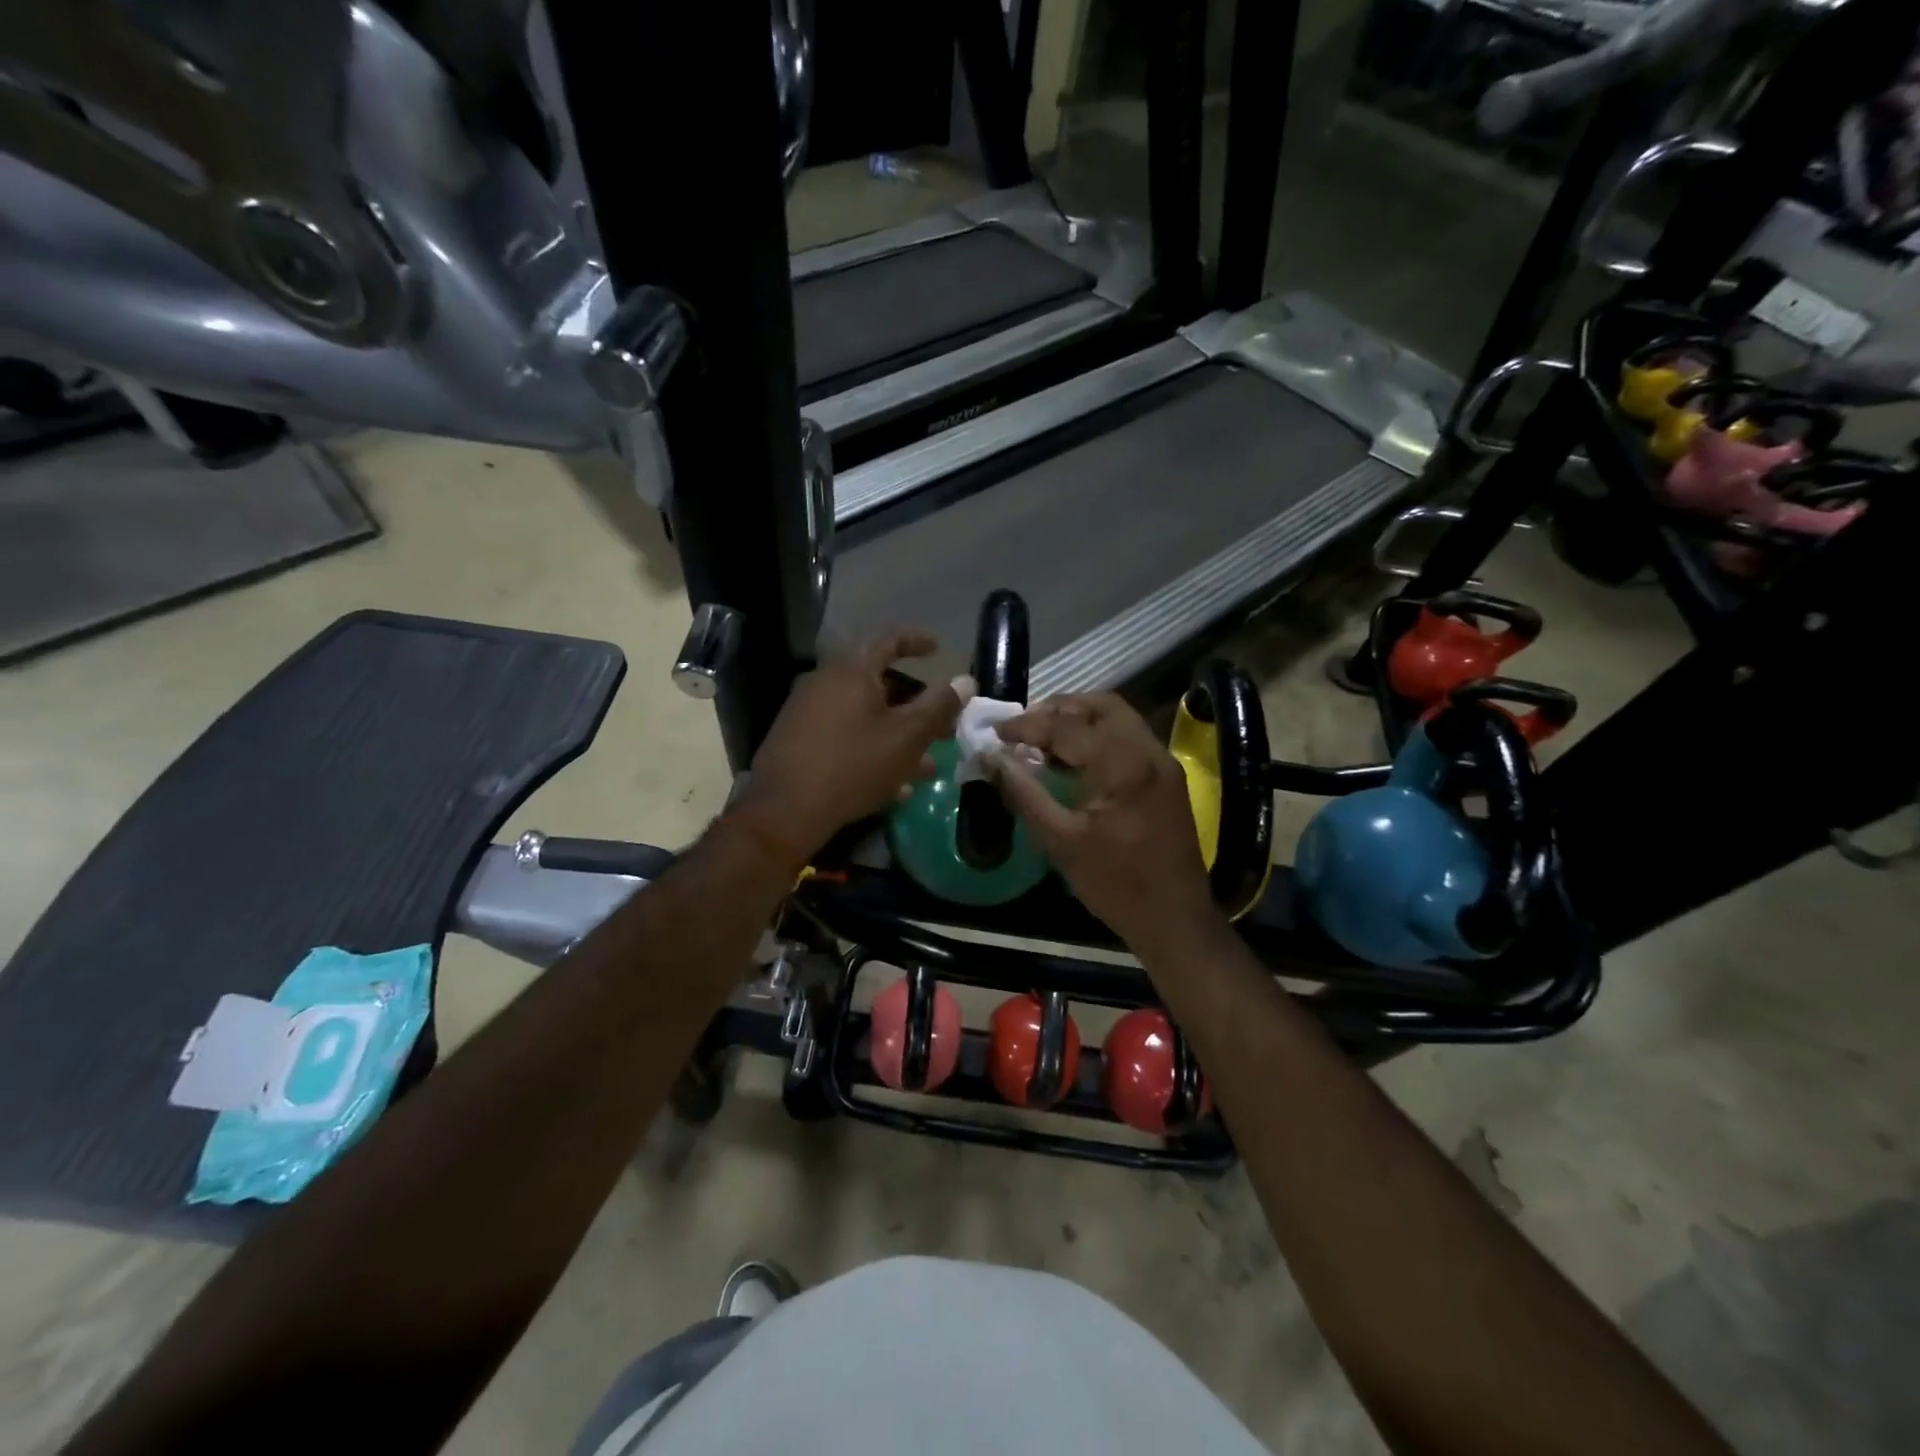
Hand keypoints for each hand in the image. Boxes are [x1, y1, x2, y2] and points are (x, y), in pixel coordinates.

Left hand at [738, 631, 970, 866]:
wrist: (784, 810)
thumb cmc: (853, 765)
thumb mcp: (906, 736)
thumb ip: (939, 706)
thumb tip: (966, 680)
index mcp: (851, 671)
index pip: (888, 639)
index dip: (916, 641)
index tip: (938, 648)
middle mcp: (825, 683)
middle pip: (879, 682)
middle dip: (915, 704)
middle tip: (942, 722)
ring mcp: (808, 713)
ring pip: (865, 716)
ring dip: (898, 735)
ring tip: (928, 765)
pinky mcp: (800, 742)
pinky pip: (846, 736)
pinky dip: (873, 750)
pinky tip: (894, 786)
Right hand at [990, 694, 1223, 956]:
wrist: (1176, 920)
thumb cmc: (1117, 886)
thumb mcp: (1061, 842)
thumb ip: (1024, 794)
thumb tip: (991, 759)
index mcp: (1126, 766)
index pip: (1068, 727)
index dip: (1027, 726)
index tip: (995, 733)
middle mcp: (1150, 751)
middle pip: (1100, 706)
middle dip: (1057, 710)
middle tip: (1023, 729)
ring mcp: (1164, 762)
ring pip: (1117, 718)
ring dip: (1078, 720)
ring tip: (1042, 740)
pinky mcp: (1167, 776)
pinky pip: (1128, 738)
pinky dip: (1097, 736)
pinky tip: (1072, 759)